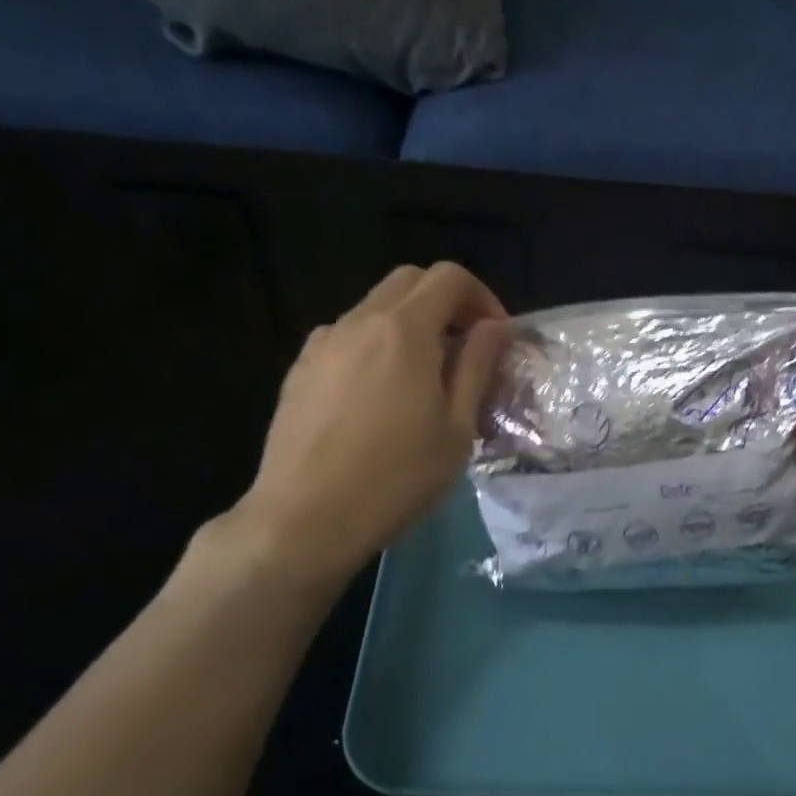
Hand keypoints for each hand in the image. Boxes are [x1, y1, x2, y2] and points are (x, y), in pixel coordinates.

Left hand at [231, 263, 508, 580]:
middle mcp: (358, 322)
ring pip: (375, 308)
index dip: (482, 297)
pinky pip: (347, 337)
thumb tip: (493, 327)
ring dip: (409, 324)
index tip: (495, 336)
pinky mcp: (299, 369)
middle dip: (445, 302)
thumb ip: (476, 366)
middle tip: (464, 348)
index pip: (449, 277)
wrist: (304, 518)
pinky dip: (375, 346)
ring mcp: (322, 343)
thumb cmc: (395, 478)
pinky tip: (379, 396)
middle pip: (409, 281)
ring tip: (422, 377)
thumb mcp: (456, 428)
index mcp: (403, 330)